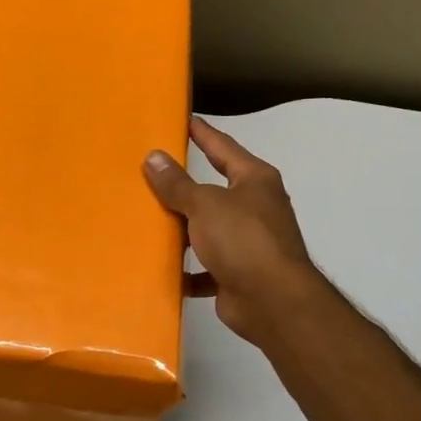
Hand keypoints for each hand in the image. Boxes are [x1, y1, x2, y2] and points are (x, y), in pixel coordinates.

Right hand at [144, 117, 325, 346]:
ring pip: (207, 230)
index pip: (224, 147)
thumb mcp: (204, 204)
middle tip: (151, 171)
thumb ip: (177, 183)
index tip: (183, 119)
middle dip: (185, 185)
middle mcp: (255, 207)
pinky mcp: (237, 274)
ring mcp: (248, 243)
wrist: (272, 301)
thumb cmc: (243, 240)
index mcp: (255, 180)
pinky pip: (205, 268)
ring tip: (147, 220)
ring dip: (183, 229)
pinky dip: (187, 270)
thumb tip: (153, 157)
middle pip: (213, 190)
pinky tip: (163, 268)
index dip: (203, 133)